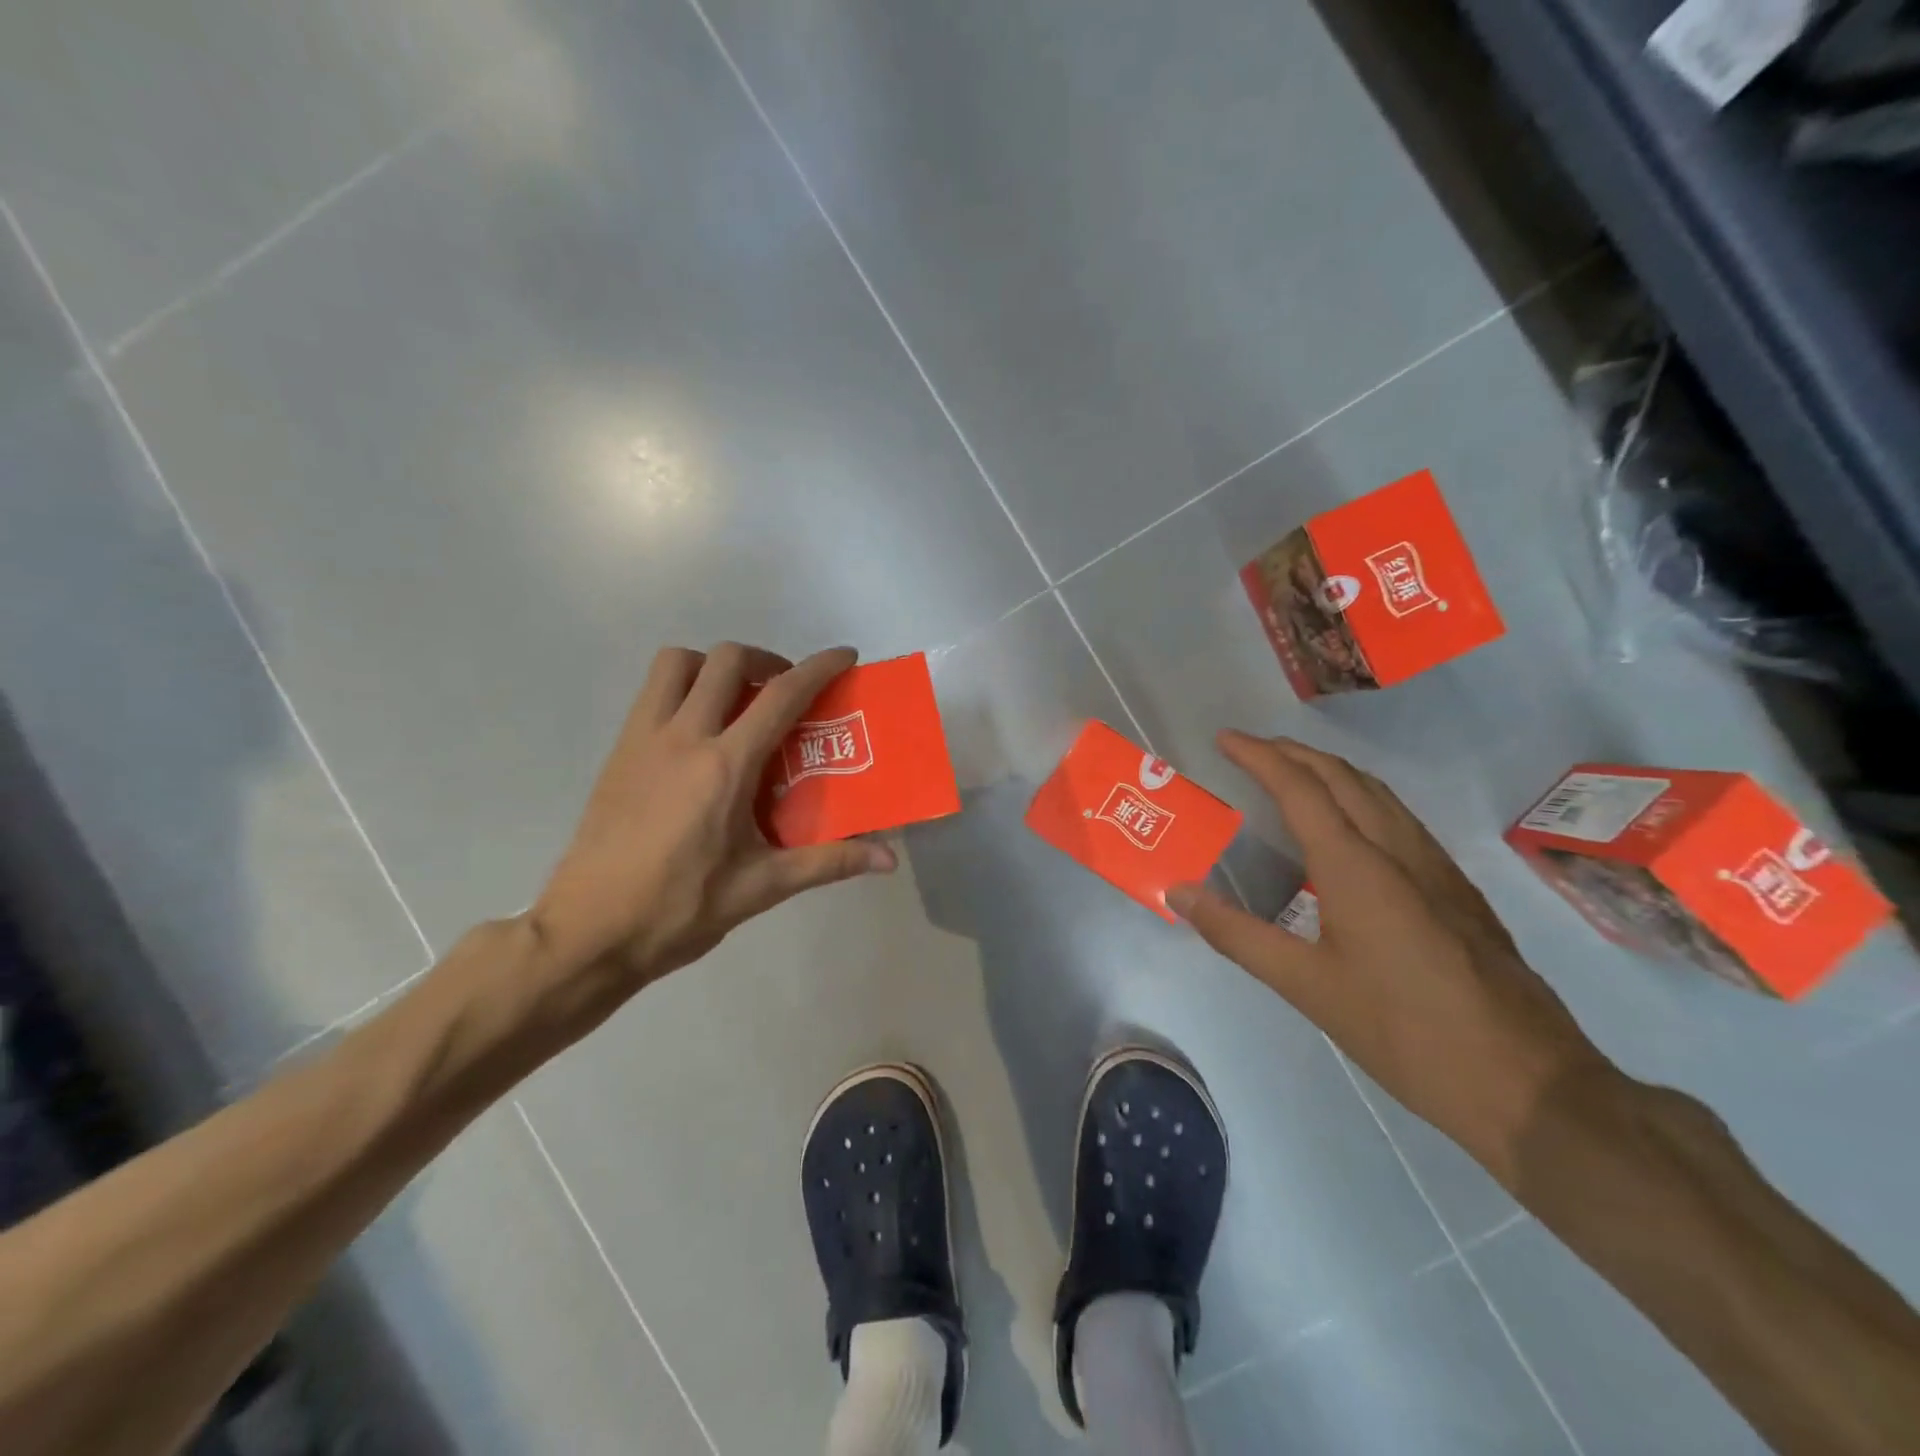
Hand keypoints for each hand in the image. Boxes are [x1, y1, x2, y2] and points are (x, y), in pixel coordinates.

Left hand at [527, 644, 894, 1013]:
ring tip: (737, 701)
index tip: (845, 656)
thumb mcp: (762, 887)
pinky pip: (652, 692)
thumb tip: (889, 860)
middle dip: (767, 660)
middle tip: (786, 691)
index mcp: (725, 766)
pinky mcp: (618, 751)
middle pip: (727, 660)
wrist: (588, 931)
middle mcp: (683, 737)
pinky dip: (683, 687)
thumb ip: (828, 863)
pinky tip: (698, 734)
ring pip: (678, 663)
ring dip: (715, 665)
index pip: (782, 696)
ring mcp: (643, 739)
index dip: (819, 667)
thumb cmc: (680, 908)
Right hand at [1168, 732, 1611, 1185]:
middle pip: (1342, 777)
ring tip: (1294, 775)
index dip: (1259, 757)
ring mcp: (1437, 868)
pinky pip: (1400, 819)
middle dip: (1293, 753)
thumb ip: (1237, 934)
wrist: (1527, 1083)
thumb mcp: (1307, 986)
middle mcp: (1398, 851)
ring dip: (1330, 771)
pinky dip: (1362, 799)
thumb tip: (1178, 892)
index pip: (1299, 788)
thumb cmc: (1403, 1031)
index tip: (1225, 739)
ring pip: (1378, 794)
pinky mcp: (1458, 891)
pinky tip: (1352, 829)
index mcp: (1356, 865)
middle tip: (1252, 750)